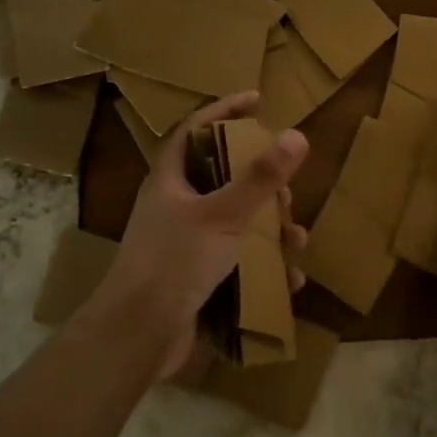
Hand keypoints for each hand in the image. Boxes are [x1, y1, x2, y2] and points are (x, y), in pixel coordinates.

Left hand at [102, 92, 308, 377]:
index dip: (225, 110)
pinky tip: (289, 280)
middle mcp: (176, 206)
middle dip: (262, 185)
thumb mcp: (222, 215)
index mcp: (171, 180)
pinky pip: (238, 262)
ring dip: (270, 230)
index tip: (258, 100)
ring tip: (295, 240)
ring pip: (237, 223)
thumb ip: (260, 178)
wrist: (139, 335)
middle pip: (223, 178)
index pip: (197, 129)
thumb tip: (297, 135)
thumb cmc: (174, 262)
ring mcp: (185, 243)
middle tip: (286, 192)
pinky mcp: (197, 277)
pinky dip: (264, 267)